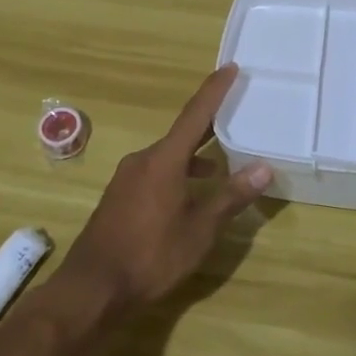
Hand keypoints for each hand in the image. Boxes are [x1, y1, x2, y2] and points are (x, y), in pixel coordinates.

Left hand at [57, 65, 272, 317]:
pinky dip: (177, 173)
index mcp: (164, 159)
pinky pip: (155, 172)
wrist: (91, 288)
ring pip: (168, 156)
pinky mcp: (120, 197)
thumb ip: (230, 197)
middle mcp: (143, 160)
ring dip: (194, 156)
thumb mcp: (199, 230)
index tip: (231, 67)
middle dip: (208, 123)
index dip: (215, 90)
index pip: (195, 114)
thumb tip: (263, 168)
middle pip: (182, 133)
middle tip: (234, 111)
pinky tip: (189, 195)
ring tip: (219, 165)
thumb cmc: (151, 255)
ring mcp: (127, 178)